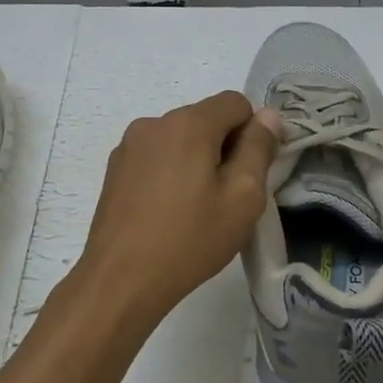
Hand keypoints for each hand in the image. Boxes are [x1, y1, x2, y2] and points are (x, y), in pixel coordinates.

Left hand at [69, 91, 280, 333]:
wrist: (121, 280)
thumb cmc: (190, 238)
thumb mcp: (243, 197)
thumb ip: (259, 149)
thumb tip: (267, 115)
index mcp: (188, 123)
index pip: (236, 103)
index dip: (252, 133)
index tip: (251, 173)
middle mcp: (154, 123)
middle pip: (205, 119)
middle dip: (224, 147)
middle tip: (227, 197)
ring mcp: (129, 146)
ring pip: (180, 139)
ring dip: (196, 160)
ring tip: (195, 208)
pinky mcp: (115, 169)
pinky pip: (156, 157)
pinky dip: (170, 172)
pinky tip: (168, 212)